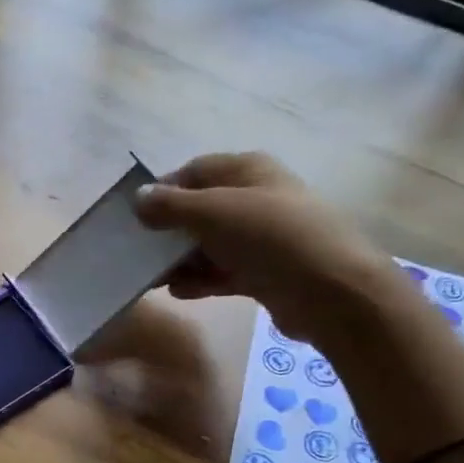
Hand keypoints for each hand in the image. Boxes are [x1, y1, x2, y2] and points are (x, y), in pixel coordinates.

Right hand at [134, 152, 396, 344]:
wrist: (329, 290)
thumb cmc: (268, 236)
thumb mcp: (212, 212)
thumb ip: (170, 206)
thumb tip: (138, 198)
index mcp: (247, 170)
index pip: (194, 172)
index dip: (163, 191)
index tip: (135, 217)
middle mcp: (256, 198)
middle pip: (200, 210)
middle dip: (169, 231)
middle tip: (138, 252)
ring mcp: (262, 238)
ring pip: (210, 245)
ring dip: (181, 260)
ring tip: (152, 278)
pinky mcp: (265, 273)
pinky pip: (223, 272)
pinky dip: (201, 280)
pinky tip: (179, 292)